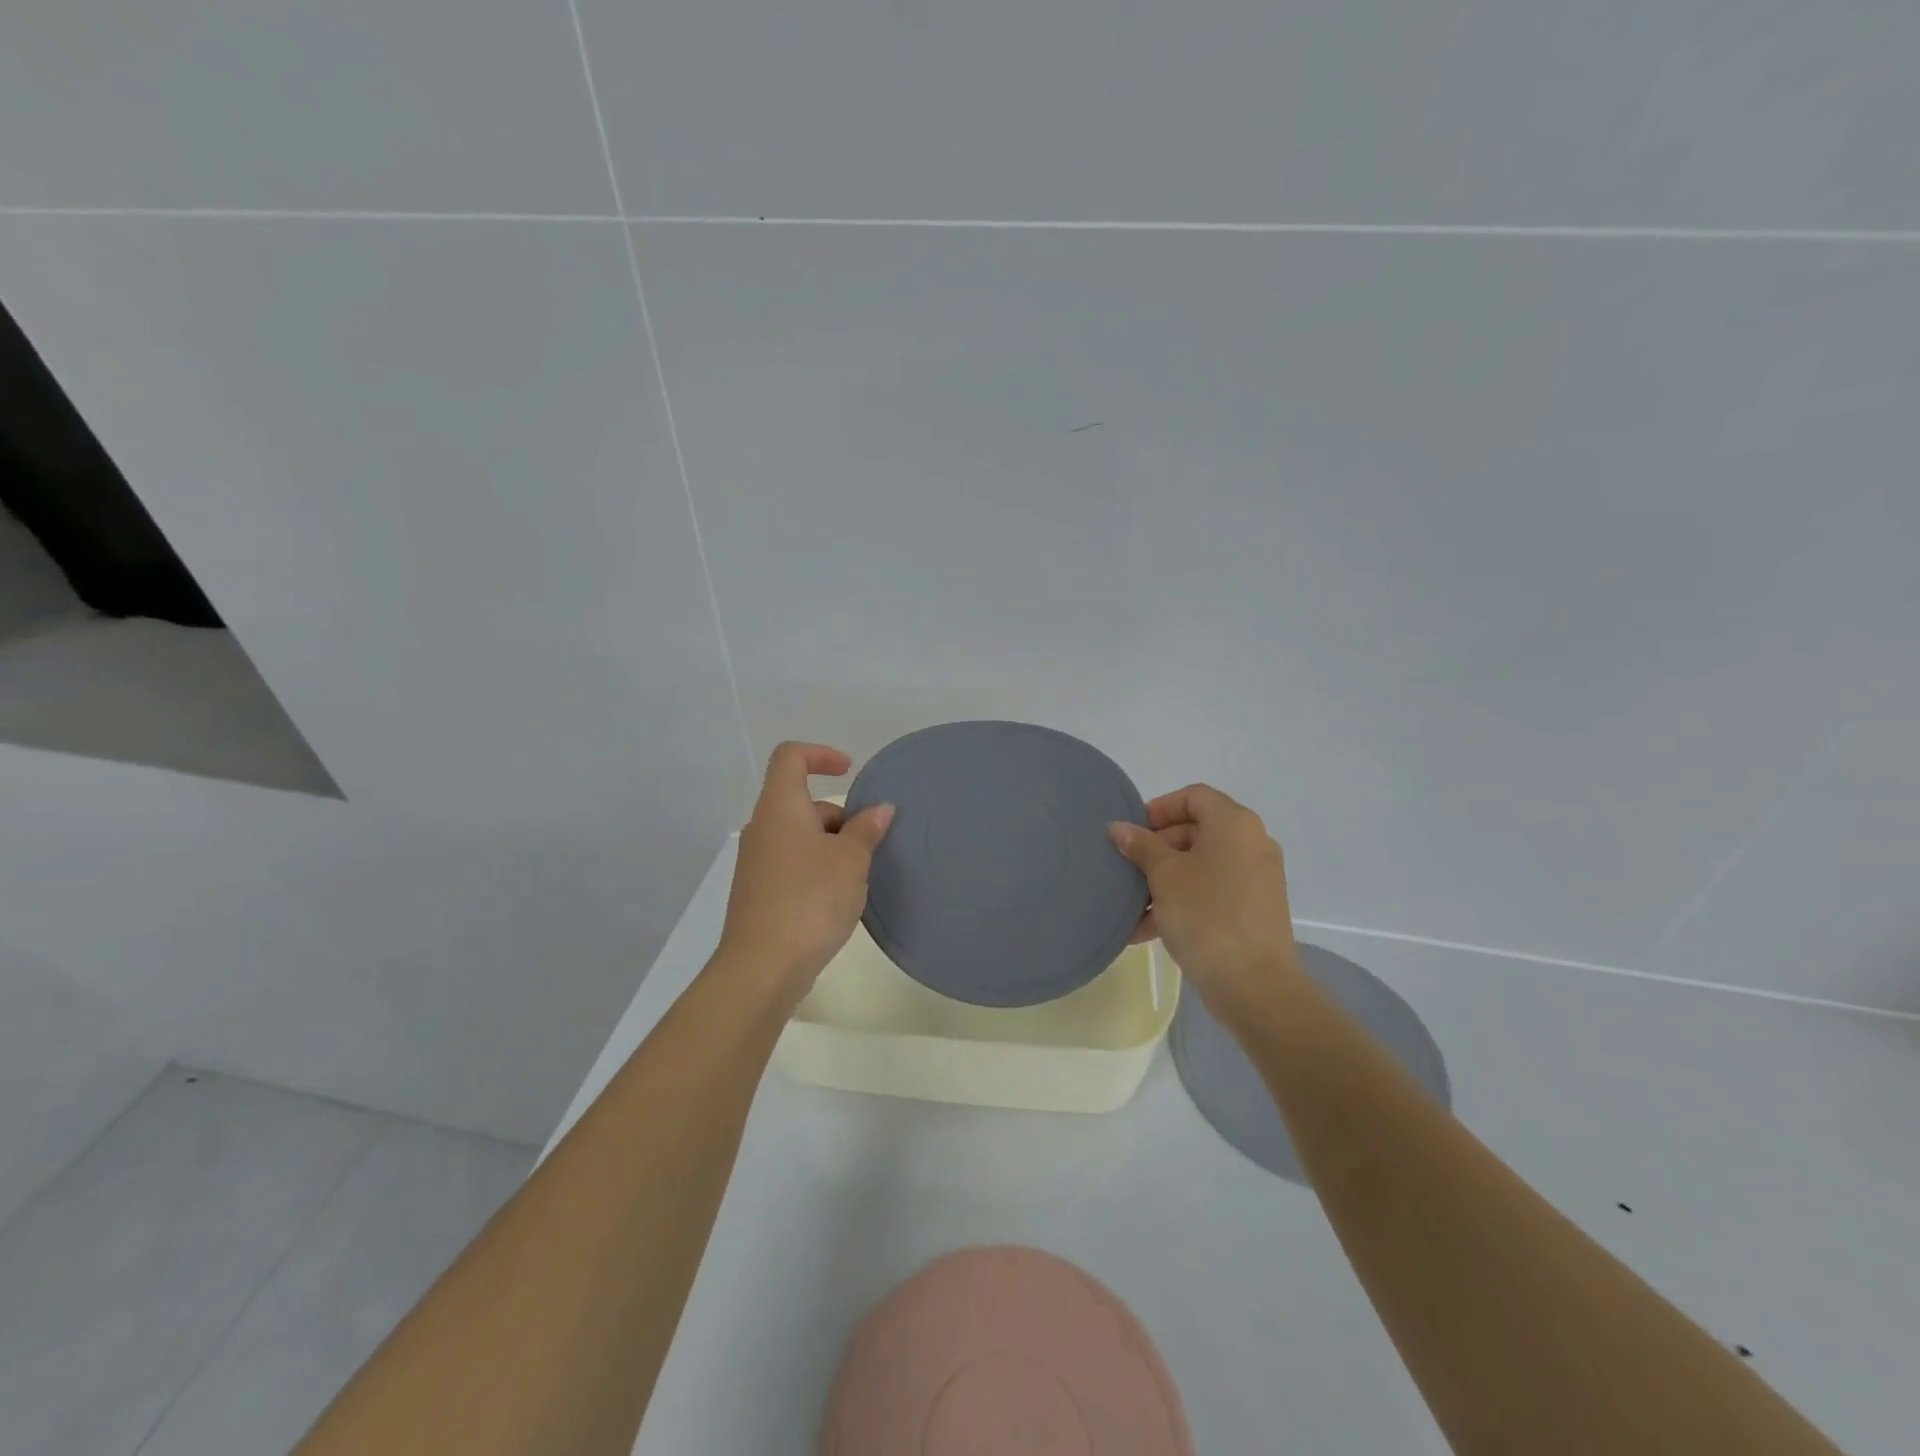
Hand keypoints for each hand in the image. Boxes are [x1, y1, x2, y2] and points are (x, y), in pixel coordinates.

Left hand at [717, 742, 894, 1006]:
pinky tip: (838, 899)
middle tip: (867, 844)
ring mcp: (757, 863)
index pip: (790, 757)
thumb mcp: (850, 861)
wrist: (762, 968)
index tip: (850, 772)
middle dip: (839, 815)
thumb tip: (879, 809)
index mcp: (780, 808)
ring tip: (858, 876)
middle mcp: (762, 829)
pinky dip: (818, 868)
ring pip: (799, 836)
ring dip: (831, 846)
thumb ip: (866, 829)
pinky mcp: (759, 893)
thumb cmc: (810, 900)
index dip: (821, 754)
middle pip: (801, 802)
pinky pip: (793, 864)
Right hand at [1109, 784, 1299, 1024]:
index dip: (1159, 808)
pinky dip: (1184, 900)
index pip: (1193, 796)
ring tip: (1132, 905)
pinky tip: (1148, 929)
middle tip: (1128, 870)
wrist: (1255, 985)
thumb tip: (1119, 828)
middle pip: (1196, 830)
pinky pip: (1213, 891)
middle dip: (1157, 849)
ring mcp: (1257, 878)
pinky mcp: (1255, 908)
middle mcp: (1252, 843)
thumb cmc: (1206, 916)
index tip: (1133, 834)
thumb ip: (1141, 846)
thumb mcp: (1164, 876)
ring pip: (1201, 865)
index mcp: (1234, 824)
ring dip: (1165, 879)